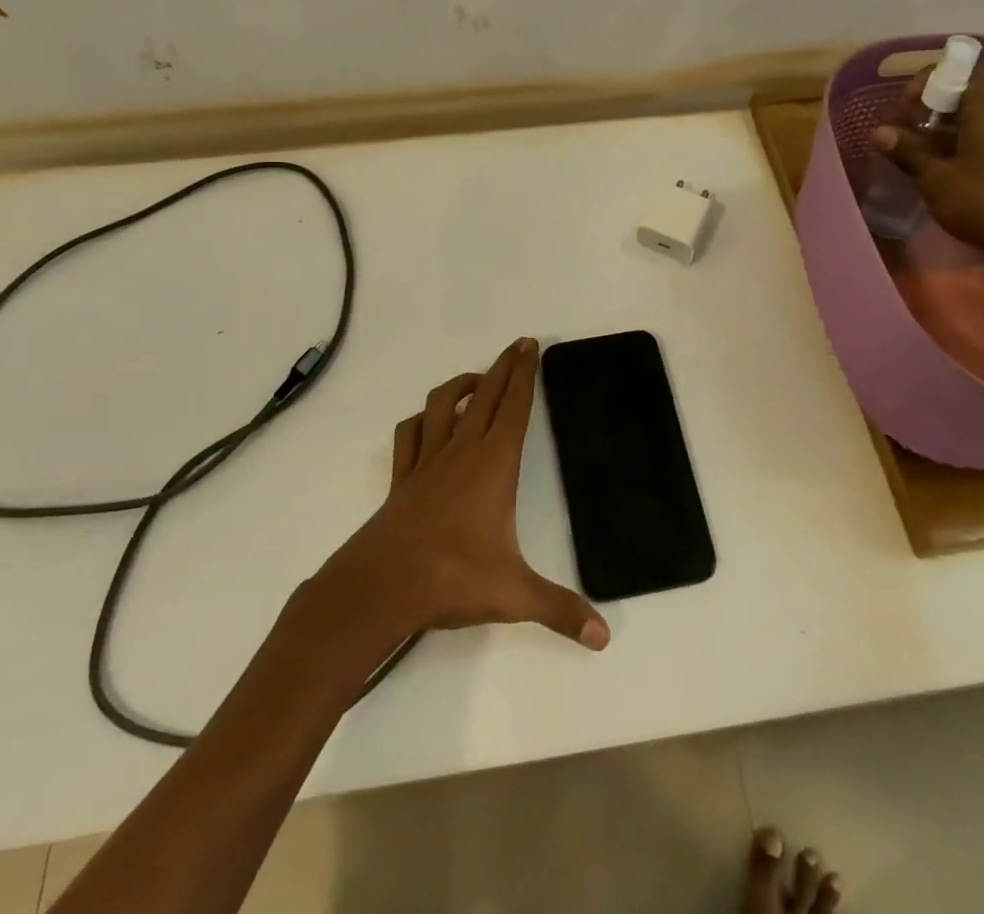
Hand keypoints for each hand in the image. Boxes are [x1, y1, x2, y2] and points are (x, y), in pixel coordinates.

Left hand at [313, 337, 609, 651]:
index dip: (525, 374)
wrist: (380, 587)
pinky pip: (411, 435)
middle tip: (517, 346)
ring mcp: (427, 462)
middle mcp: (462, 451)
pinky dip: (422, 420)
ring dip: (462, 384)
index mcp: (494, 464)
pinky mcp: (402, 479)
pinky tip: (428, 422)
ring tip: (478, 379)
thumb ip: (559, 610)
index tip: (530, 345)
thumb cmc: (451, 578)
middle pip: (486, 395)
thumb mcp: (513, 594)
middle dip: (504, 366)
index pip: (515, 407)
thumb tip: (603, 637)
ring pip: (444, 404)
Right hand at [871, 64, 983, 275]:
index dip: (933, 77)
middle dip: (928, 107)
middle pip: (964, 97)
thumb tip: (879, 132)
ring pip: (967, 124)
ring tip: (905, 150)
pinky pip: (974, 146)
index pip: (965, 70)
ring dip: (935, 132)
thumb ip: (908, 151)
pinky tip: (927, 171)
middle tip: (898, 127)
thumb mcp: (935, 177)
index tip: (906, 102)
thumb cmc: (983, 202)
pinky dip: (948, 151)